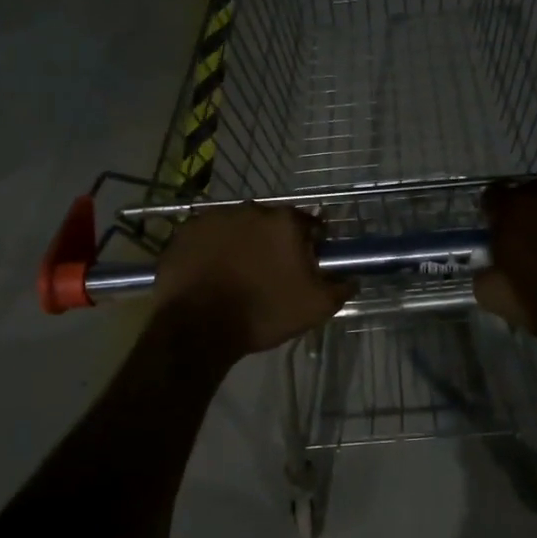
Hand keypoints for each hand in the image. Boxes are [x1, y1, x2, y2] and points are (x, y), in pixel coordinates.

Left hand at [153, 204, 352, 356]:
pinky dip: (212, 250)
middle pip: (271, 224)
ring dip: (242, 244)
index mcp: (284, 222)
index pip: (309, 225)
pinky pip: (208, 238)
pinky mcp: (185, 232)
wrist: (198, 328)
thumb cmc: (263, 312)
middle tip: (271, 273)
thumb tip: (352, 277)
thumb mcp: (316, 307)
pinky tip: (211, 275)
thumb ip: (341, 287)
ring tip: (238, 275)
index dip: (312, 245)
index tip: (307, 266)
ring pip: (237, 228)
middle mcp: (250, 209)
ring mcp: (213, 218)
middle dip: (274, 243)